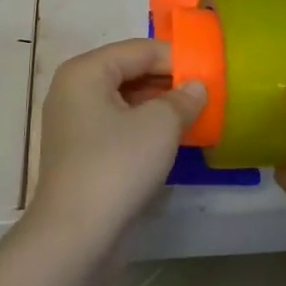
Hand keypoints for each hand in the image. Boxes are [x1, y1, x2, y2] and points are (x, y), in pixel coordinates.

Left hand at [26, 39, 207, 252]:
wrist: (76, 236)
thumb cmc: (117, 165)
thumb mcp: (160, 125)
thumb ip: (183, 99)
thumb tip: (197, 88)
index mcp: (85, 71)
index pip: (139, 49)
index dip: (177, 58)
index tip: (212, 71)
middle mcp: (74, 91)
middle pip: (130, 72)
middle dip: (169, 82)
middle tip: (207, 94)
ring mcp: (74, 124)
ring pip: (126, 102)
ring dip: (160, 107)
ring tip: (197, 115)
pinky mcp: (82, 154)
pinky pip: (119, 127)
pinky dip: (145, 128)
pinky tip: (174, 140)